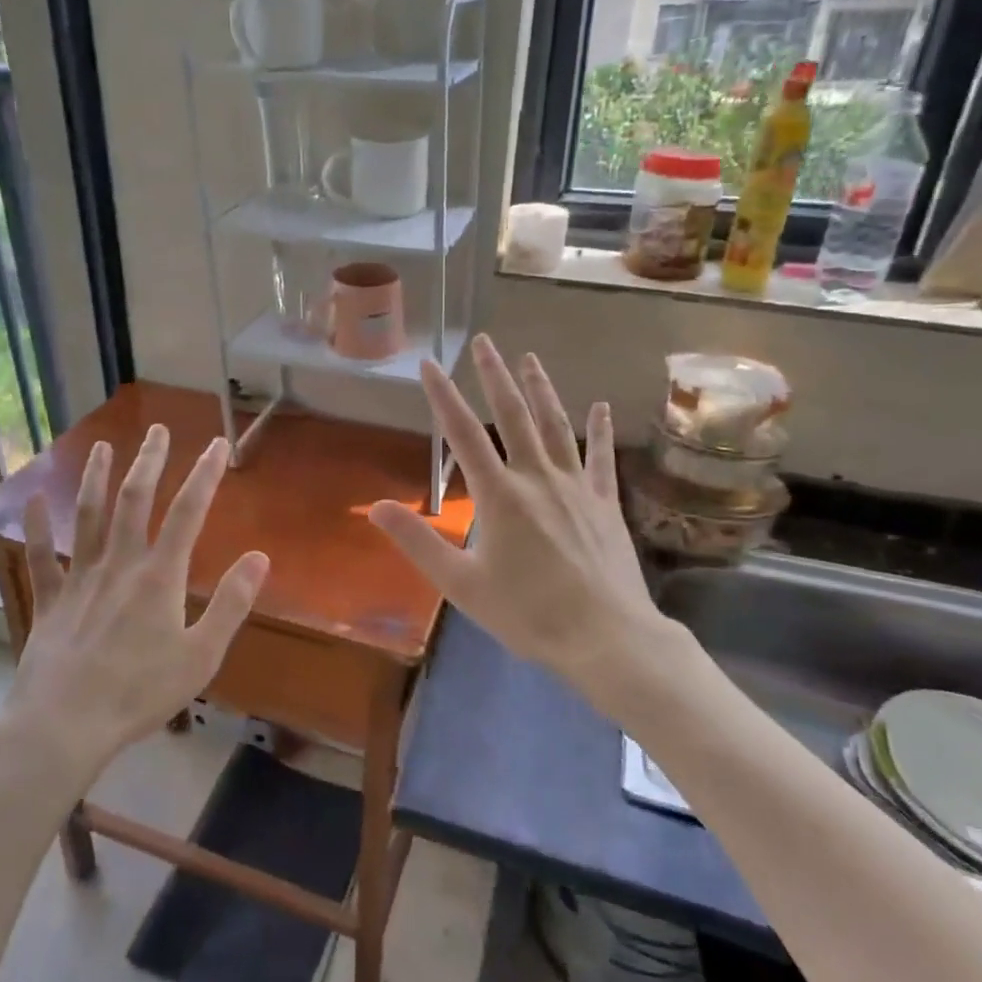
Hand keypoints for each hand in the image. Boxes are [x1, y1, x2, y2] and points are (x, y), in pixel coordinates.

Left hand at [6, 426, 268, 777]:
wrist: (64, 726)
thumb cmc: (139, 693)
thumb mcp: (201, 655)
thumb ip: (232, 604)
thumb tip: (259, 557)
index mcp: (159, 576)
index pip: (188, 512)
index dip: (204, 474)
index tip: (215, 444)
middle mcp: (119, 564)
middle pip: (135, 500)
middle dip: (149, 461)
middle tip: (156, 429)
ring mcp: (79, 579)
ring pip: (88, 516)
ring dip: (96, 478)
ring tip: (103, 447)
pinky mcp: (49, 601)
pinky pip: (41, 557)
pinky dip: (37, 528)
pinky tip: (32, 500)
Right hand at [369, 335, 685, 714]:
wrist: (607, 639)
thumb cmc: (528, 614)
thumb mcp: (461, 585)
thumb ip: (418, 542)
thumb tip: (374, 507)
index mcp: (499, 495)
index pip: (462, 434)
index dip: (442, 396)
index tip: (430, 363)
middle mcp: (537, 478)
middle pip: (512, 415)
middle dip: (495, 376)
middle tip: (485, 342)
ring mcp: (576, 487)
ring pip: (555, 426)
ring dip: (540, 389)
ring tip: (530, 358)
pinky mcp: (605, 502)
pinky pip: (601, 458)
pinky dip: (600, 430)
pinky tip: (601, 406)